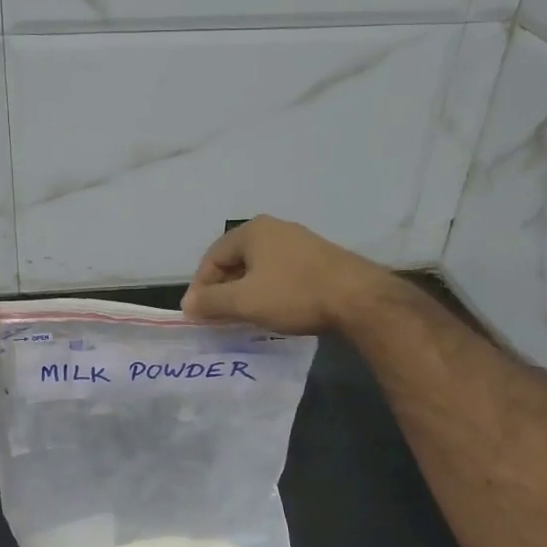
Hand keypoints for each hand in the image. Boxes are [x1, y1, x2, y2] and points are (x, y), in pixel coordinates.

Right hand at [181, 216, 386, 335]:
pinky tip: (274, 310)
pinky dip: (270, 291)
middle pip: (236, 260)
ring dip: (247, 292)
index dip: (201, 286)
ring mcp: (300, 242)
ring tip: (244, 317)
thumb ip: (211, 302)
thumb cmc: (294, 294)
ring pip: (260, 268)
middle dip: (224, 289)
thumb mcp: (245, 302)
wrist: (358, 298)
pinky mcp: (319, 259)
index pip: (213, 257)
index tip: (198, 314)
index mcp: (252, 231)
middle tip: (219, 317)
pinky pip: (282, 273)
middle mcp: (275, 229)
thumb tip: (188, 304)